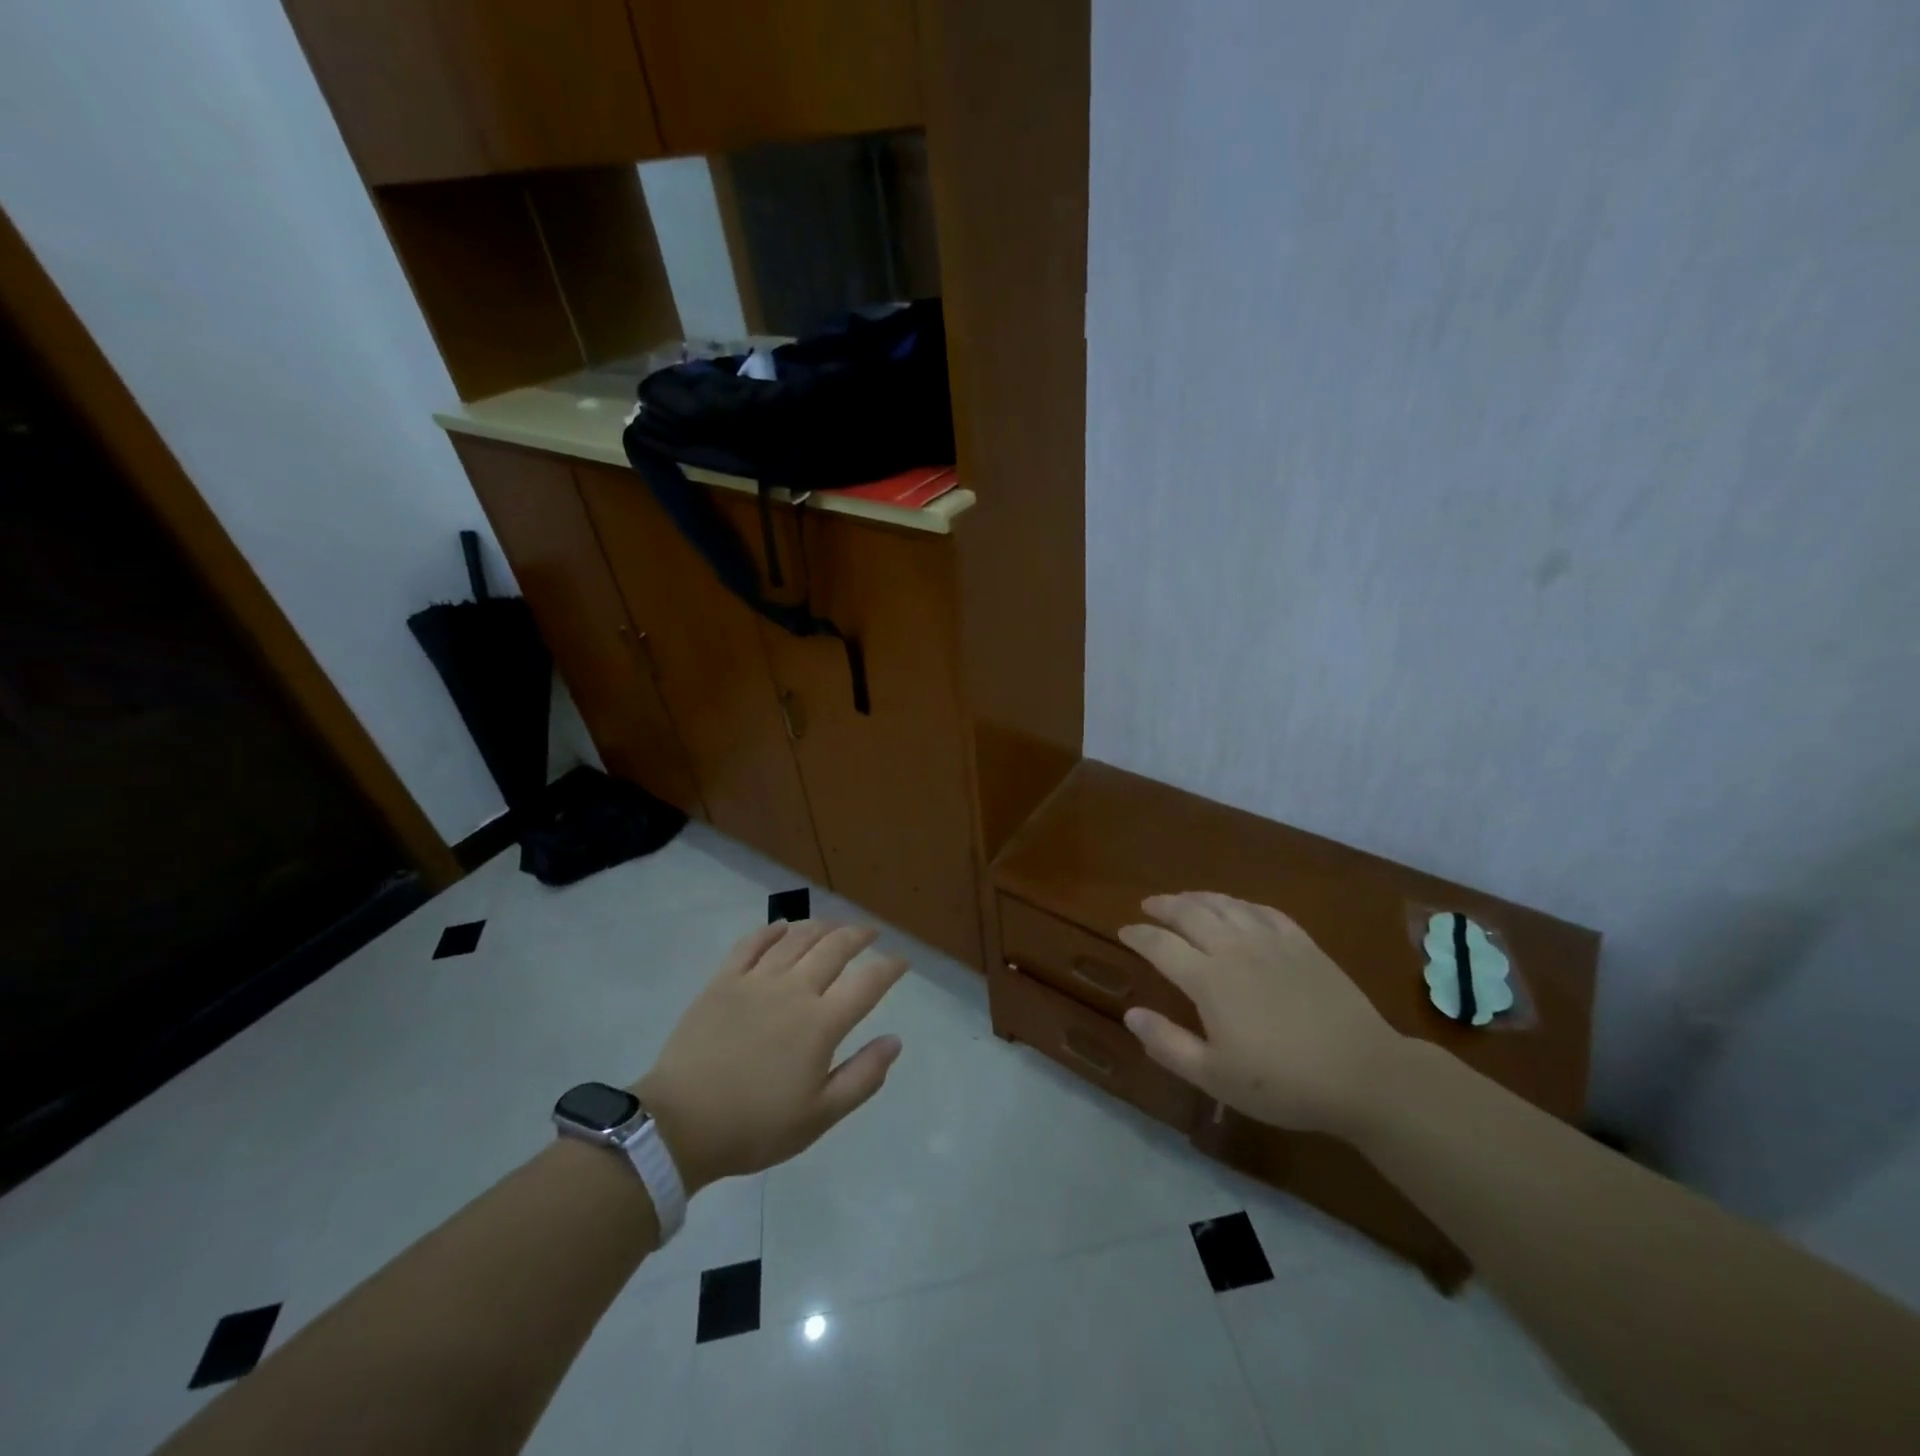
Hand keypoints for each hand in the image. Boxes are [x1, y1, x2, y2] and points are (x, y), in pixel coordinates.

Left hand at [634, 920, 907, 1193]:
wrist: (679, 1125)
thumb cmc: (755, 1127)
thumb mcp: (820, 1116)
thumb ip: (863, 1076)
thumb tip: (895, 1041)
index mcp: (821, 1023)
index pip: (867, 982)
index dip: (890, 967)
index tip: (902, 961)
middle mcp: (794, 990)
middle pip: (834, 948)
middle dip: (858, 935)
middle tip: (871, 933)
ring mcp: (755, 980)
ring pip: (796, 938)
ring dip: (821, 927)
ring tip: (833, 926)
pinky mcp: (723, 981)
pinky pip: (751, 943)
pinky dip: (771, 930)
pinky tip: (782, 927)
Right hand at [1118, 892, 1406, 1136]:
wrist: (1364, 1074)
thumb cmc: (1284, 1082)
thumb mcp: (1216, 1077)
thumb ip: (1168, 1044)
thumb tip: (1131, 1014)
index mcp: (1209, 980)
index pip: (1160, 945)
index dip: (1138, 935)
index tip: (1124, 931)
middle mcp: (1235, 949)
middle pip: (1190, 913)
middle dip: (1164, 906)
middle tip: (1148, 905)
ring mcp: (1272, 941)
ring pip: (1225, 905)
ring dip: (1198, 897)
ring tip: (1184, 899)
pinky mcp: (1303, 943)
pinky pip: (1263, 910)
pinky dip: (1240, 904)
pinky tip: (1237, 908)